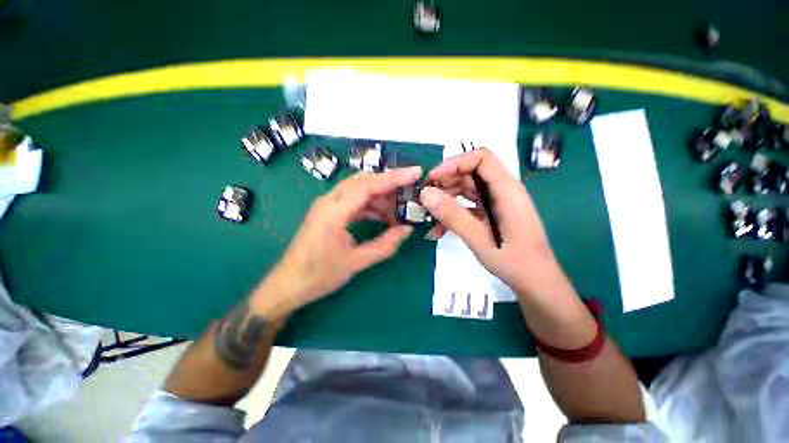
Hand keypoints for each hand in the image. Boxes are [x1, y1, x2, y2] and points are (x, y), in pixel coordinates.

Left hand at [256, 167, 421, 314]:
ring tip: (400, 211)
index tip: (415, 172)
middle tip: (411, 192)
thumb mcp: (356, 262)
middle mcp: (330, 201)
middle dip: (390, 184)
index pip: (368, 185)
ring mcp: (329, 205)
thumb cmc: (319, 275)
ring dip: (381, 198)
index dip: (393, 177)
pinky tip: (384, 217)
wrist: (288, 284)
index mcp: (334, 211)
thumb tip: (407, 230)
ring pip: (360, 190)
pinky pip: (355, 201)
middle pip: (364, 181)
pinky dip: (372, 206)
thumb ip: (385, 245)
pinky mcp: (330, 212)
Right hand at [420, 149, 564, 299]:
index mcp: (506, 189)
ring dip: (446, 200)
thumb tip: (425, 194)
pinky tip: (438, 229)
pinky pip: (468, 206)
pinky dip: (453, 213)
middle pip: (470, 174)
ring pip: (467, 190)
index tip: (433, 179)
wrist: (535, 282)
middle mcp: (502, 191)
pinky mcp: (491, 215)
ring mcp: (496, 203)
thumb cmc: (513, 260)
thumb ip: (452, 215)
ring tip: (429, 214)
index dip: (455, 163)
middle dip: (445, 183)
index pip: (481, 159)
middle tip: (425, 198)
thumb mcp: (478, 238)